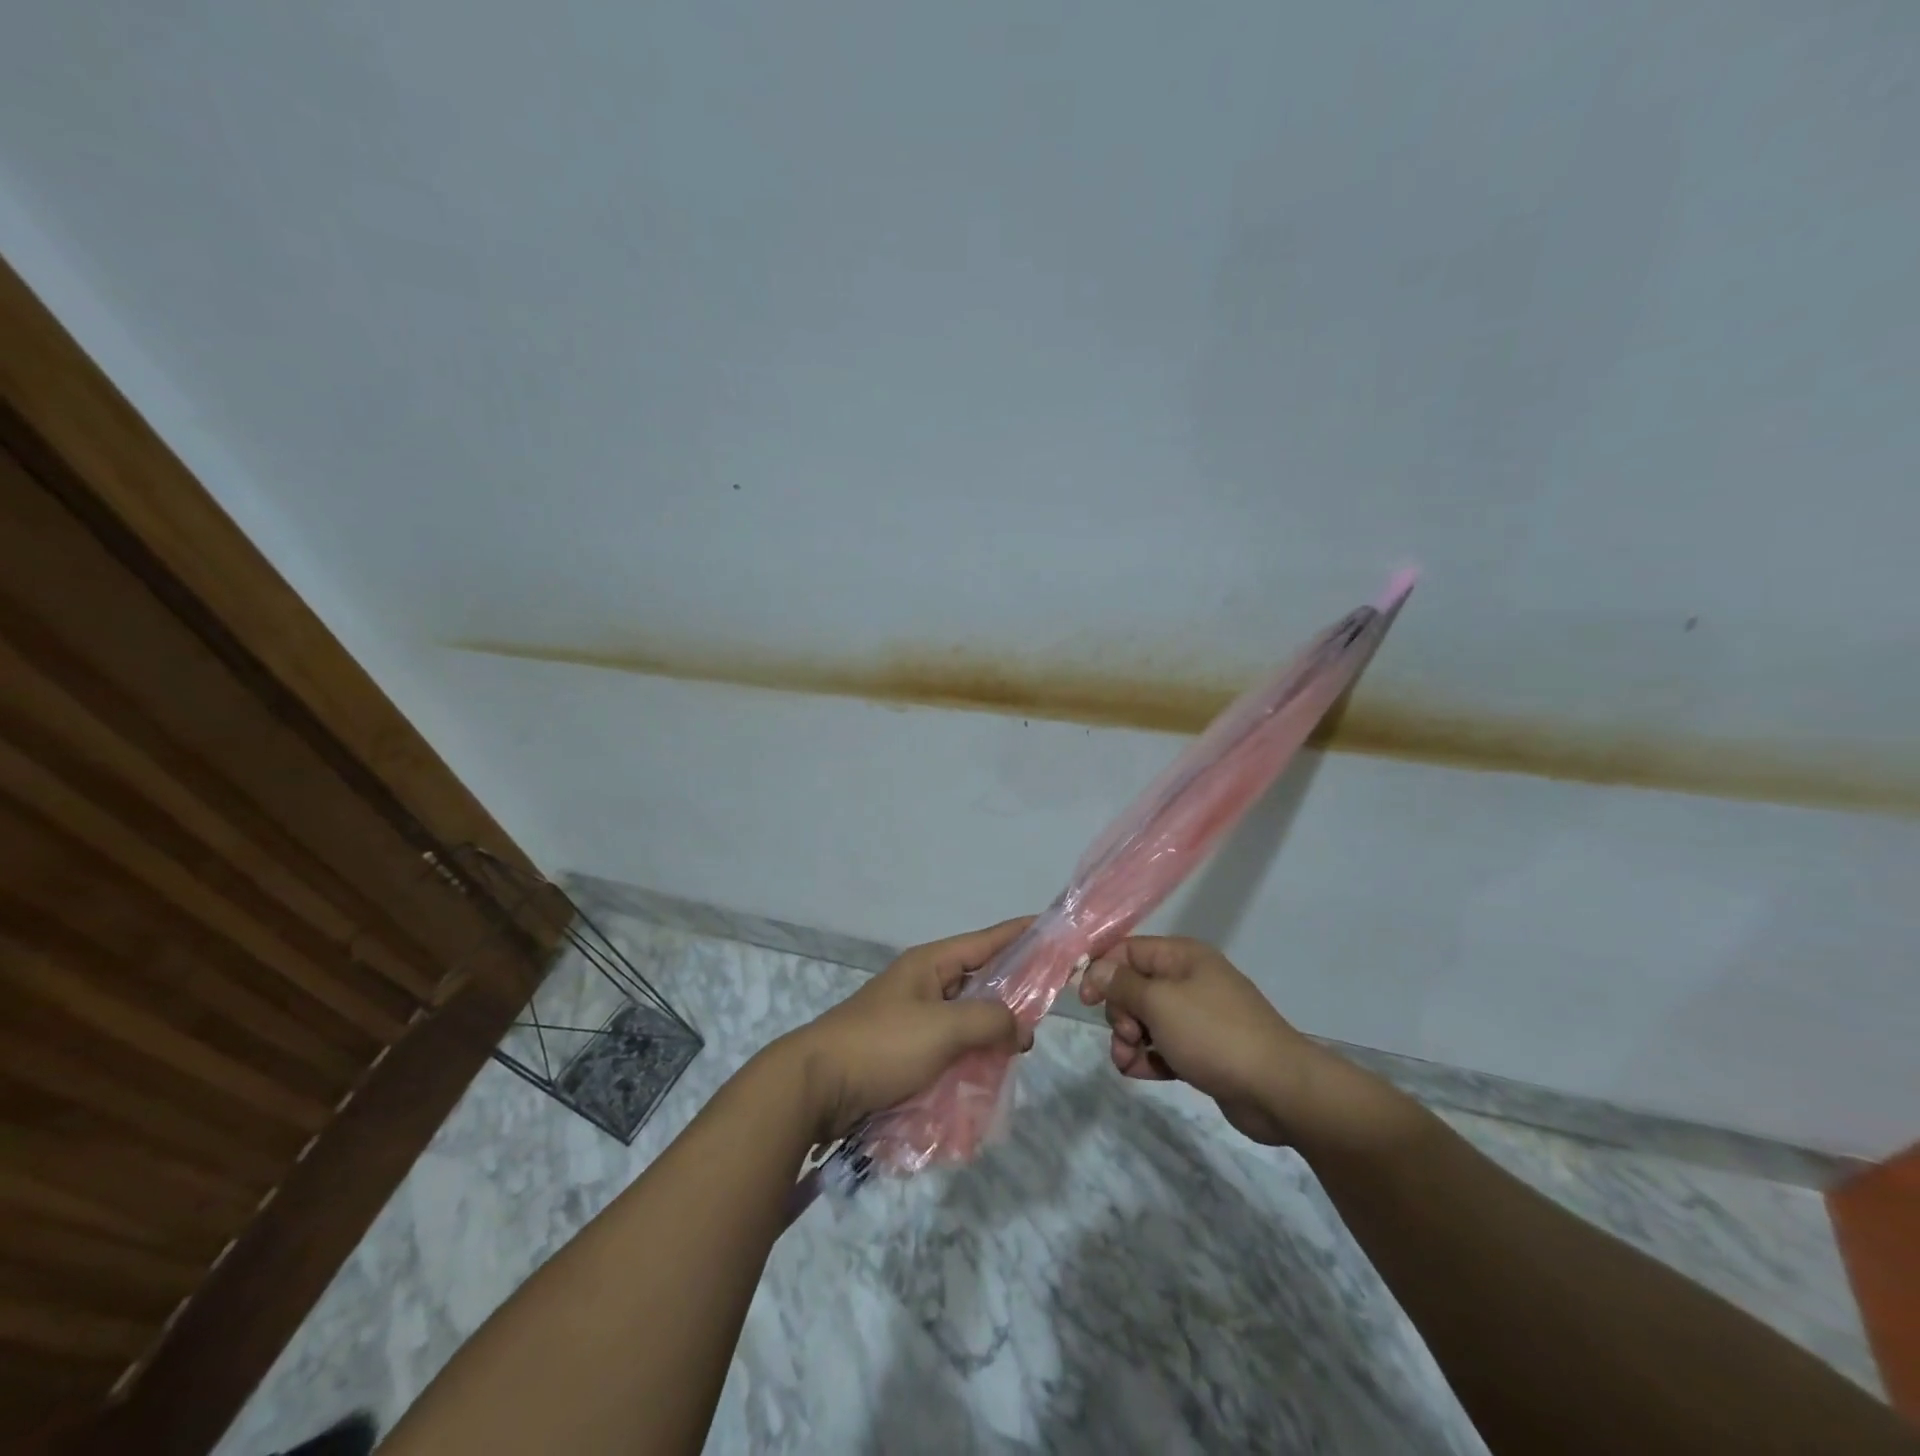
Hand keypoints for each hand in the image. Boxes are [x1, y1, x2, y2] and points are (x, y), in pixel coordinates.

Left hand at [782, 918, 1033, 1141]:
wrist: (816, 1087)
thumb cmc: (882, 1045)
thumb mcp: (943, 1027)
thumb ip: (989, 1020)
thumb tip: (1019, 1028)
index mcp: (930, 963)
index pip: (987, 941)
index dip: (1022, 934)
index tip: (1056, 932)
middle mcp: (924, 984)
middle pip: (980, 980)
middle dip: (1013, 993)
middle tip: (1049, 1009)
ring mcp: (914, 1018)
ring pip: (967, 1017)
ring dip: (993, 1030)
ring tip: (1022, 1048)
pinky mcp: (906, 1051)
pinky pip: (951, 1046)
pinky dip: (972, 1055)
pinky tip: (991, 1072)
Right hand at [1080, 936, 1404, 1148]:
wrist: (1278, 1090)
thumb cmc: (1214, 1034)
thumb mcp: (1159, 1003)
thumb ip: (1122, 984)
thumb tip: (1095, 968)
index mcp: (1181, 957)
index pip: (1127, 950)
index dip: (1102, 970)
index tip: (1084, 999)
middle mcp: (1189, 980)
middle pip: (1134, 988)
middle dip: (1119, 1013)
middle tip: (1126, 1035)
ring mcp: (1197, 1016)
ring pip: (1145, 1021)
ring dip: (1129, 1040)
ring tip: (1129, 1062)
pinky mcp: (1203, 1050)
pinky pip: (1163, 1046)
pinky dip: (1149, 1058)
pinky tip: (1142, 1073)